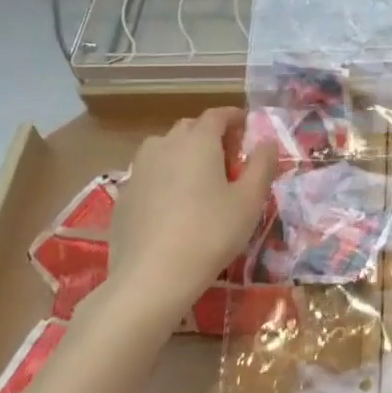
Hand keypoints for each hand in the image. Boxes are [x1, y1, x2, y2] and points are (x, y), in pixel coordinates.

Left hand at [101, 109, 279, 322]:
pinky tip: (174, 207)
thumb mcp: (250, 201)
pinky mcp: (124, 196)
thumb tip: (266, 142)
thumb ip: (263, 165)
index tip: (247, 129)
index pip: (217, 115)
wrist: (151, 277)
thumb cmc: (210, 233)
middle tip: (228, 160)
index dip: (234, 117)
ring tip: (199, 181)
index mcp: (198, 141)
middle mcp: (165, 145)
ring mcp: (139, 170)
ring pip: (165, 149)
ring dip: (184, 154)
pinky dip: (165, 178)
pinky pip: (150, 175)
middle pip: (190, 128)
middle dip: (210, 136)